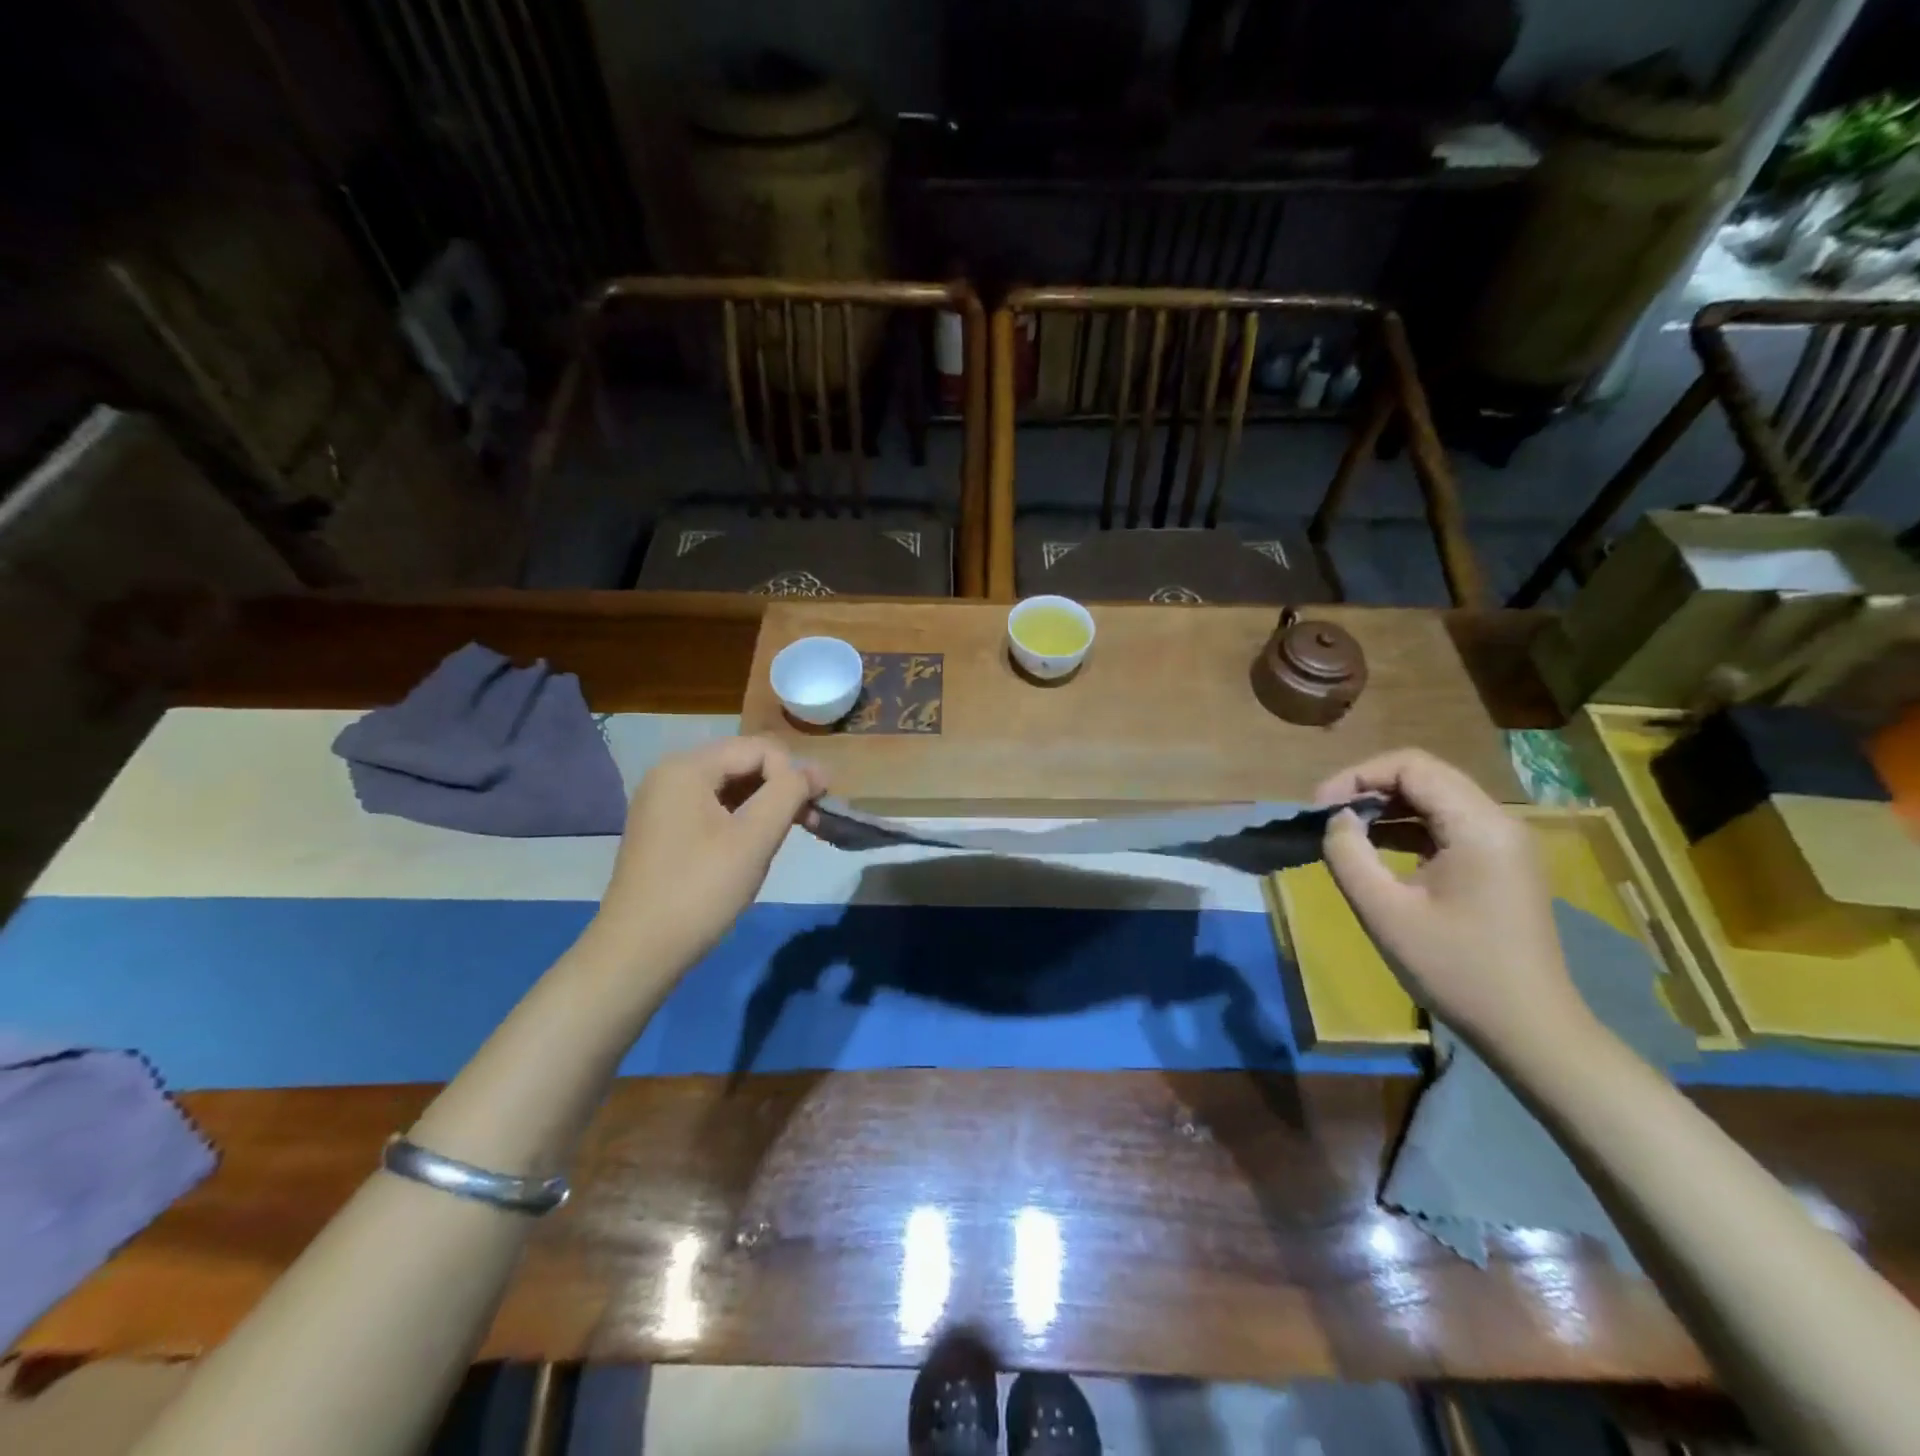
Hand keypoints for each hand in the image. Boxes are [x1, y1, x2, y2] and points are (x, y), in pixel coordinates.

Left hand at [594, 737, 825, 972]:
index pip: (759, 749)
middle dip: (781, 787)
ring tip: (788, 836)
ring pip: (730, 786)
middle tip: (811, 823)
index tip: (818, 809)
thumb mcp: (754, 838)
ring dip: (765, 804)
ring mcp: (663, 803)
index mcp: (687, 767)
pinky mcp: (663, 829)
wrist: (637, 952)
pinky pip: (713, 807)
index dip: (793, 773)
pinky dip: (741, 819)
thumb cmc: (700, 890)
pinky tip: (754, 845)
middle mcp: (670, 774)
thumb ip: (789, 793)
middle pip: (743, 762)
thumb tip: (816, 770)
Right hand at [1315, 749, 1593, 1058]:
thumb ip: (1349, 855)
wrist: (1530, 1031)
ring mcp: (1504, 844)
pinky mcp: (1501, 864)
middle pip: (1425, 777)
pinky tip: (1378, 849)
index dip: (1357, 776)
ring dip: (1386, 808)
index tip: (1320, 807)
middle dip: (1369, 789)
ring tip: (1345, 832)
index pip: (1412, 766)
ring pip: (1435, 800)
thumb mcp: (1385, 912)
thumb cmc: (1455, 970)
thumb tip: (1336, 820)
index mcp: (1478, 827)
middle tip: (1327, 818)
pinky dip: (1407, 828)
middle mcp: (1498, 823)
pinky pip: (1447, 826)